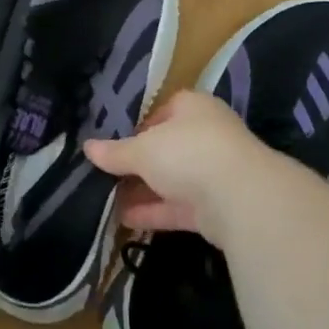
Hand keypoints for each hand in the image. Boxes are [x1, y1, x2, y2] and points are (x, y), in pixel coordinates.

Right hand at [84, 90, 294, 245]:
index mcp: (193, 108)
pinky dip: (155, 212)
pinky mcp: (218, 207)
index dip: (138, 126)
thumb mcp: (143, 149)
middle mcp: (207, 135)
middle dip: (139, 164)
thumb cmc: (187, 152)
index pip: (163, 111)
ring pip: (173, 180)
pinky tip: (125, 220)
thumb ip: (116, 152)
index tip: (115, 143)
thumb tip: (87, 147)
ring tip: (108, 201)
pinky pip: (180, 207)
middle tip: (108, 175)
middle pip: (167, 148)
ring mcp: (215, 172)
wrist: (242, 196)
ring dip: (144, 191)